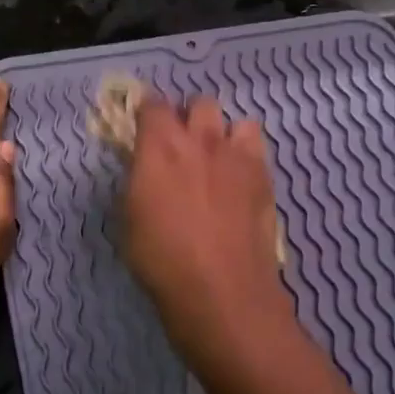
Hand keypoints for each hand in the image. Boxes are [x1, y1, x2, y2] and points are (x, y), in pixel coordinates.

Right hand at [121, 96, 292, 372]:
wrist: (221, 289)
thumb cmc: (162, 260)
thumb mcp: (130, 219)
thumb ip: (138, 182)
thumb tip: (145, 169)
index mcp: (160, 147)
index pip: (152, 104)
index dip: (148, 113)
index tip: (144, 129)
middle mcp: (200, 141)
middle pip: (199, 103)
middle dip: (190, 118)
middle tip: (183, 145)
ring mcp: (238, 156)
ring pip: (237, 120)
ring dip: (225, 134)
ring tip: (218, 159)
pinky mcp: (264, 176)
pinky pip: (258, 147)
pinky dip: (247, 155)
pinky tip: (240, 180)